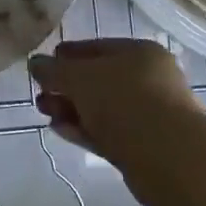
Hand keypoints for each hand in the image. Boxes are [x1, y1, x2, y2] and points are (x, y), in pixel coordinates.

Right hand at [30, 39, 201, 205]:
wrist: (170, 158)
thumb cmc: (124, 101)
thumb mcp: (79, 78)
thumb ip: (53, 70)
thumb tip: (35, 63)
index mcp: (139, 52)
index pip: (95, 47)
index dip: (66, 56)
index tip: (42, 67)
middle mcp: (149, 79)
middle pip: (98, 79)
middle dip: (66, 87)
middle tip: (40, 95)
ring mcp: (150, 114)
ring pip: (102, 108)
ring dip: (72, 109)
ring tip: (45, 113)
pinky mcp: (146, 146)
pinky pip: (108, 131)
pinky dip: (84, 129)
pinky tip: (61, 130)